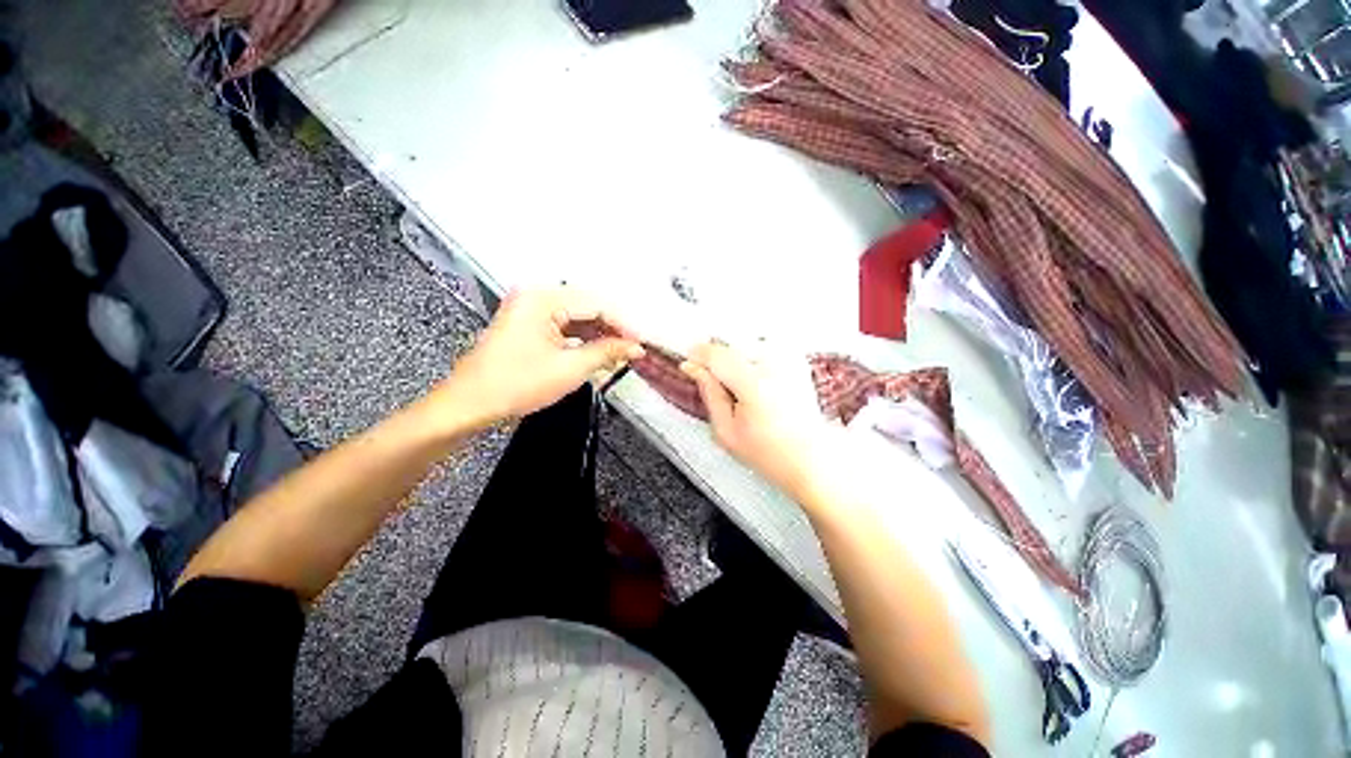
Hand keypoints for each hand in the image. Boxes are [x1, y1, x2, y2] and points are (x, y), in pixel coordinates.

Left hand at [436, 287, 642, 427]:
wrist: (470, 404)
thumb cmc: (515, 385)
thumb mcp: (570, 369)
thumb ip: (607, 352)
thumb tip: (634, 347)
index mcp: (542, 299)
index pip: (596, 304)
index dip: (622, 325)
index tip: (641, 343)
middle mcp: (536, 296)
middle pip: (587, 308)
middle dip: (612, 330)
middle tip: (633, 350)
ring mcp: (530, 310)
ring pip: (577, 318)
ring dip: (599, 336)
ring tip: (619, 355)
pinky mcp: (528, 325)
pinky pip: (565, 327)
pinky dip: (583, 340)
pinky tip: (598, 354)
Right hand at [680, 343, 833, 501]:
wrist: (812, 457)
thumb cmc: (771, 453)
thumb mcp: (726, 432)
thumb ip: (709, 393)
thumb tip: (693, 368)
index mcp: (755, 384)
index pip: (715, 353)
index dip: (697, 356)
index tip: (689, 364)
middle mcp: (775, 364)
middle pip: (730, 344)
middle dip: (717, 359)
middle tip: (718, 386)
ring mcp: (789, 358)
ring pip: (744, 342)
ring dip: (734, 358)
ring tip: (740, 388)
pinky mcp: (796, 358)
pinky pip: (762, 346)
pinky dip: (751, 358)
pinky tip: (756, 382)